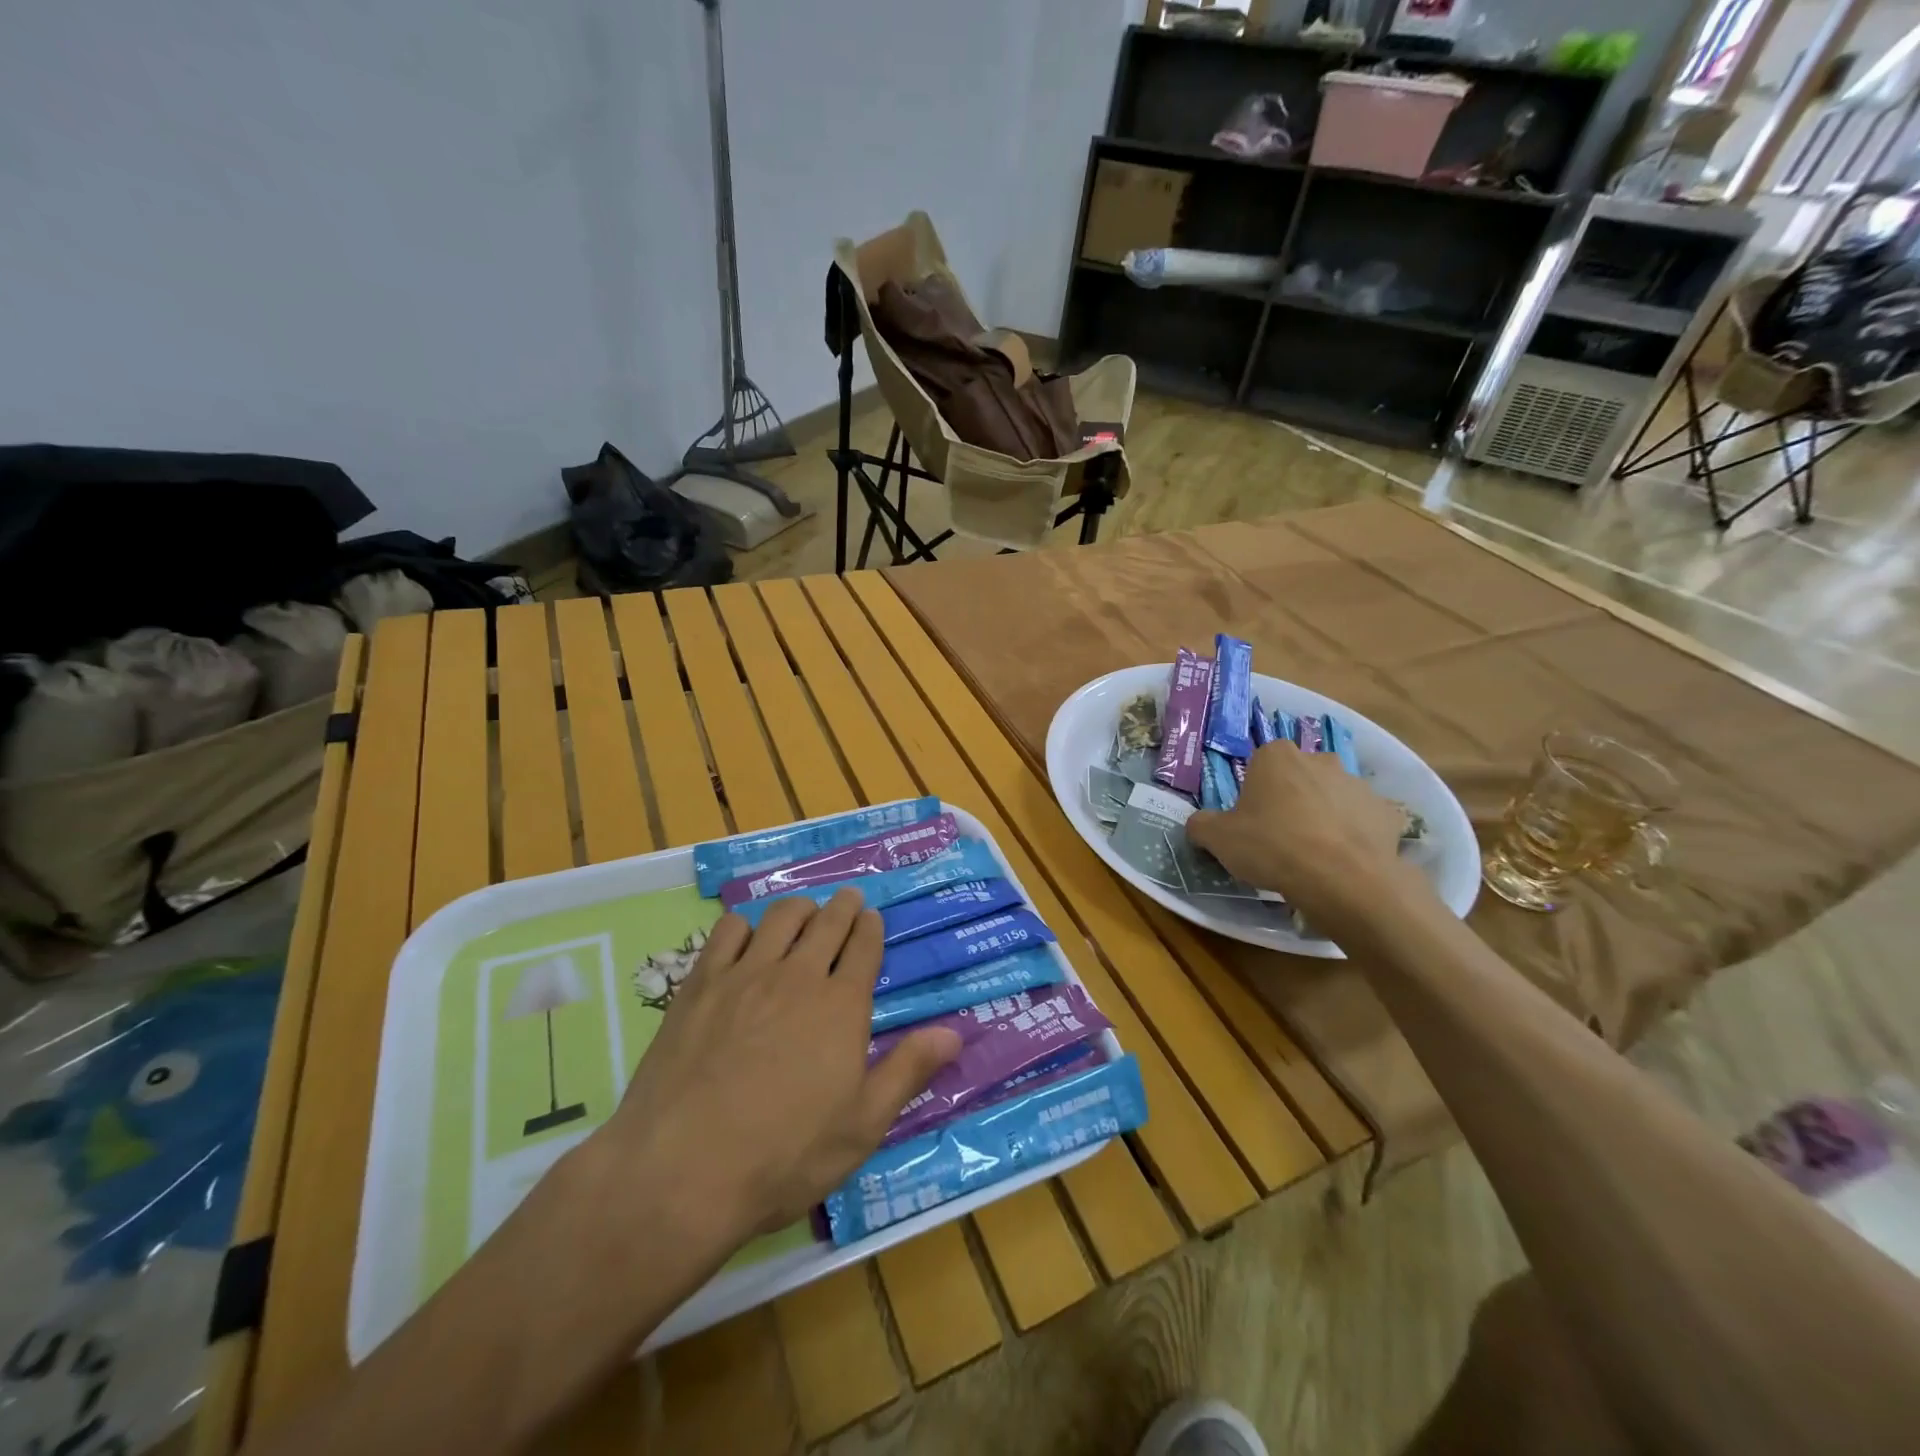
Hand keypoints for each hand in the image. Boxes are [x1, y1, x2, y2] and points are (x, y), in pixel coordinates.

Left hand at [603, 888, 961, 1250]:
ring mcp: (745, 975)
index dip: (870, 927)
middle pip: (827, 923)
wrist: (682, 1170)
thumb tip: (954, 1033)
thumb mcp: (862, 1126)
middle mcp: (797, 976)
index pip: (863, 947)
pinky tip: (746, 937)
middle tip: (847, 900)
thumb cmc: (784, 1155)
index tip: (872, 917)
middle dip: (842, 907)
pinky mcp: (700, 984)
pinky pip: (727, 932)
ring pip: (780, 918)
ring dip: (800, 908)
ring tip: (804, 912)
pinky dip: (745, 925)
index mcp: (841, 1006)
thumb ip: (907, 1071)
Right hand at [1188, 741, 1416, 923]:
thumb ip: (1202, 825)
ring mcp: (1358, 785)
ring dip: (1325, 816)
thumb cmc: (1271, 846)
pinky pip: (1364, 822)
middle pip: (1300, 776)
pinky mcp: (1387, 814)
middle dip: (1292, 798)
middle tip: (1281, 836)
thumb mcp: (1217, 839)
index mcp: (1276, 756)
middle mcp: (1320, 760)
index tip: (1251, 819)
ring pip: (1334, 797)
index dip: (1255, 791)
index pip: (1260, 763)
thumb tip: (1199, 824)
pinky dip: (1355, 836)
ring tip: (1315, 855)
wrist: (1341, 879)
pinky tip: (1344, 862)